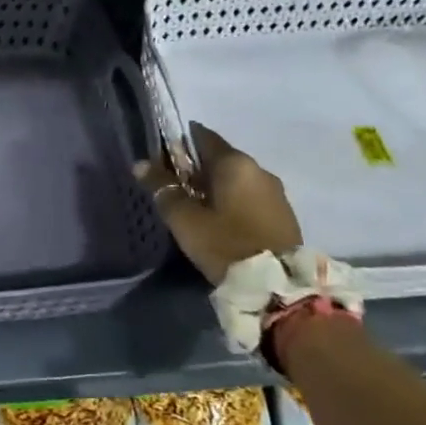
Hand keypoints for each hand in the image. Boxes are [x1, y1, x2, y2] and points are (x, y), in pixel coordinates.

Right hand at [134, 122, 301, 285]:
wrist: (277, 288)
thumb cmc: (225, 244)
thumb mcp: (184, 219)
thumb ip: (162, 188)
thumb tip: (141, 164)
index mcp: (235, 163)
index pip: (203, 136)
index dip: (179, 143)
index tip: (161, 157)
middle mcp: (259, 169)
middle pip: (221, 158)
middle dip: (196, 168)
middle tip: (174, 186)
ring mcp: (276, 192)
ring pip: (237, 179)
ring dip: (216, 186)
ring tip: (195, 207)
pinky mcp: (284, 215)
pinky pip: (251, 197)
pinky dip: (233, 201)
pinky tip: (220, 220)